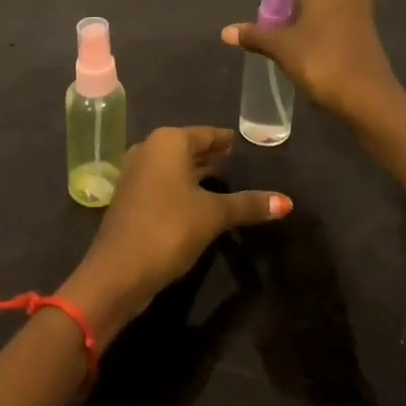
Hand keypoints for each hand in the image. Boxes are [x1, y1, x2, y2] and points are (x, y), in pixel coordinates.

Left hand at [58, 126, 289, 345]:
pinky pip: (164, 182)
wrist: (118, 271)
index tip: (246, 144)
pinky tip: (200, 201)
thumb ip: (248, 204)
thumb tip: (287, 202)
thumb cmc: (169, 229)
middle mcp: (149, 148)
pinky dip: (183, 186)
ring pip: (175, 166)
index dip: (227, 140)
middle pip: (189, 147)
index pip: (207, 134)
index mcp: (168, 141)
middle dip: (213, 156)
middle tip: (241, 162)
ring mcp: (136, 172)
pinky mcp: (131, 196)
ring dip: (197, 172)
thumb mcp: (213, 215)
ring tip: (227, 180)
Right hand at [221, 0, 403, 125]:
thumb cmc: (320, 60)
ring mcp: (363, 9)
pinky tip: (321, 45)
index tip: (276, 0)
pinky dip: (336, 21)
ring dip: (324, 5)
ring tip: (302, 30)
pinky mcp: (372, 30)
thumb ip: (255, 35)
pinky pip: (350, 14)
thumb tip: (225, 31)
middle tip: (290, 12)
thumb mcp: (281, 48)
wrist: (367, 95)